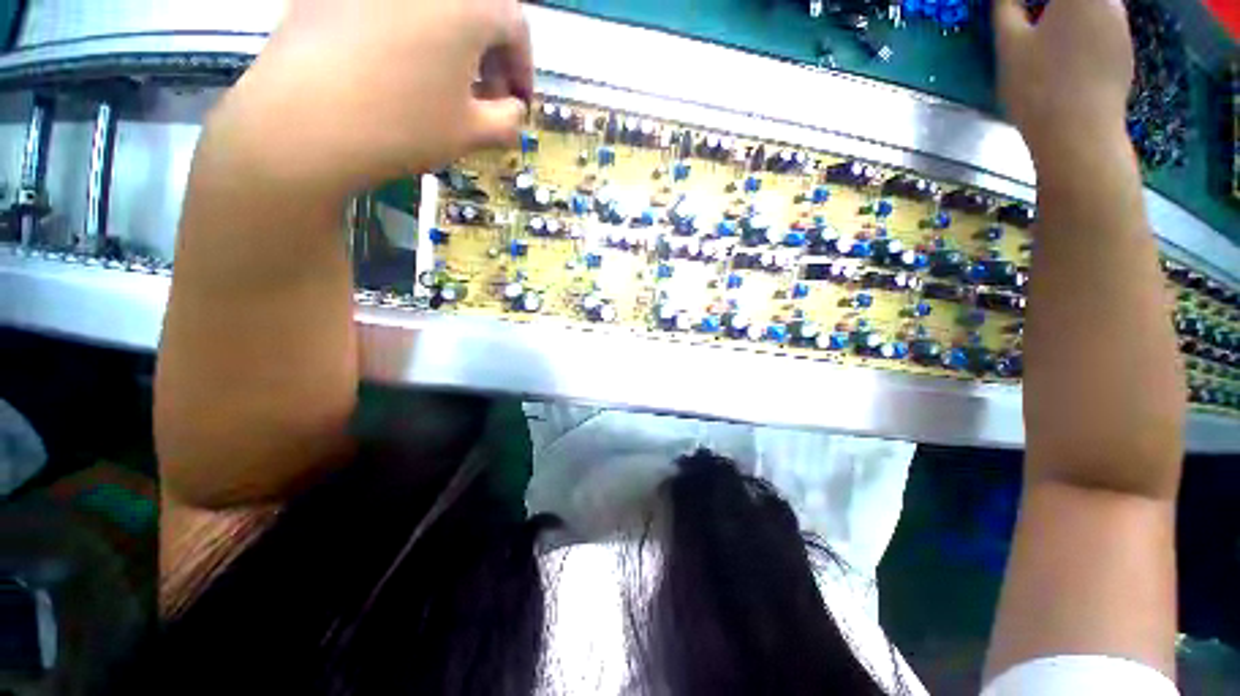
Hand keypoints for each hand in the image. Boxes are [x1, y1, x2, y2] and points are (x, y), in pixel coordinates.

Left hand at [204, 0, 531, 198]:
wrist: (302, 123)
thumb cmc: (404, 125)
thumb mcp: (472, 133)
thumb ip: (508, 119)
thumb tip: (514, 109)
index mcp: (469, 2)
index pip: (516, 26)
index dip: (523, 68)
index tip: (519, 103)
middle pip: (476, 9)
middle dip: (490, 55)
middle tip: (486, 96)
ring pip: (434, 9)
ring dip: (452, 44)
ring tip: (445, 85)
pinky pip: (391, 10)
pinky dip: (410, 34)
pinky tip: (401, 69)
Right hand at [994, 0, 1134, 159]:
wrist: (1080, 133)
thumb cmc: (1039, 87)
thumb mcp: (1010, 47)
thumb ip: (1006, 11)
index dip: (1042, 2)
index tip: (1024, 6)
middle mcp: (1108, 2)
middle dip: (1058, 6)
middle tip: (1036, 15)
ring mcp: (1122, 26)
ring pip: (1098, 7)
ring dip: (1075, 13)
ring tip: (1052, 30)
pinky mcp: (1125, 51)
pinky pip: (1106, 25)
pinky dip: (1088, 28)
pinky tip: (1071, 49)